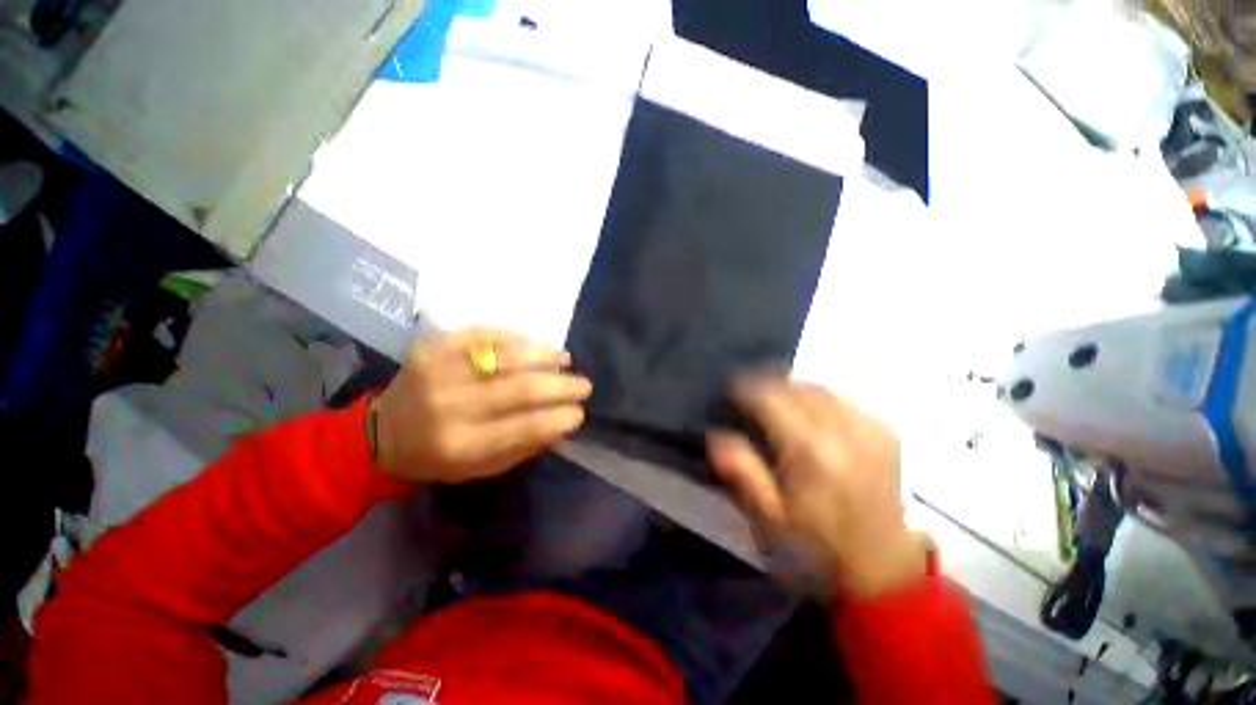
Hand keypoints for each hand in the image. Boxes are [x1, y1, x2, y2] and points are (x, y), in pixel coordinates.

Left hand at [373, 328, 591, 483]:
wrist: (380, 434)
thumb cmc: (436, 457)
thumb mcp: (480, 468)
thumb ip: (522, 446)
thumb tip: (562, 423)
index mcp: (460, 445)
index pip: (524, 427)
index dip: (558, 418)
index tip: (579, 413)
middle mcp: (449, 407)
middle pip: (519, 389)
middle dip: (561, 386)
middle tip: (584, 385)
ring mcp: (438, 372)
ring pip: (503, 357)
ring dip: (543, 356)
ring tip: (565, 358)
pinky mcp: (431, 348)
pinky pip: (481, 334)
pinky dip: (513, 336)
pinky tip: (534, 342)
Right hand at [708, 377, 929, 598]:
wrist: (885, 569)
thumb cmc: (818, 548)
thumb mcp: (770, 518)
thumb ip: (741, 472)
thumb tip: (715, 435)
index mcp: (809, 450)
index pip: (769, 397)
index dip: (743, 388)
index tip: (728, 392)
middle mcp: (841, 428)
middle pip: (794, 385)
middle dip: (765, 384)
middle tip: (748, 395)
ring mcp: (868, 426)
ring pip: (818, 387)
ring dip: (791, 387)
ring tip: (775, 400)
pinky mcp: (884, 431)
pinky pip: (843, 398)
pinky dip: (819, 397)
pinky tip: (810, 411)